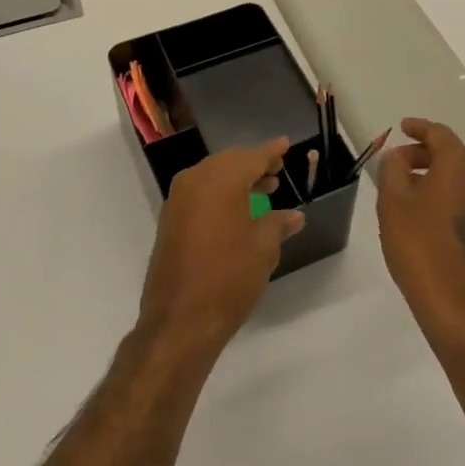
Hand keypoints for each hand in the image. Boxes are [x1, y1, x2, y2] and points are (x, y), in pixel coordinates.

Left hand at [139, 140, 304, 355]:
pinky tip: (238, 209)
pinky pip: (200, 193)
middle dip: (254, 164)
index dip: (271, 151)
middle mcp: (195, 180)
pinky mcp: (170, 220)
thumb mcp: (262, 249)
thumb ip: (278, 224)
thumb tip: (294, 216)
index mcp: (220, 179)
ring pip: (213, 176)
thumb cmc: (228, 279)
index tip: (286, 143)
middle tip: (277, 169)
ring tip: (265, 188)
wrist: (179, 322)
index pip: (252, 156)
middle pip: (230, 162)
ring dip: (237, 179)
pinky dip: (220, 193)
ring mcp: (178, 200)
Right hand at [376, 118, 464, 347]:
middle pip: (453, 155)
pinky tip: (425, 214)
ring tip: (407, 190)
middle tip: (397, 163)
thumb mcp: (393, 201)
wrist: (459, 308)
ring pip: (461, 178)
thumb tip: (399, 156)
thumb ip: (393, 167)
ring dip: (435, 177)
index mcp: (461, 166)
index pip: (440, 134)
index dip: (419, 128)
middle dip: (424, 154)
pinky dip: (447, 196)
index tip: (402, 126)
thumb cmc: (421, 246)